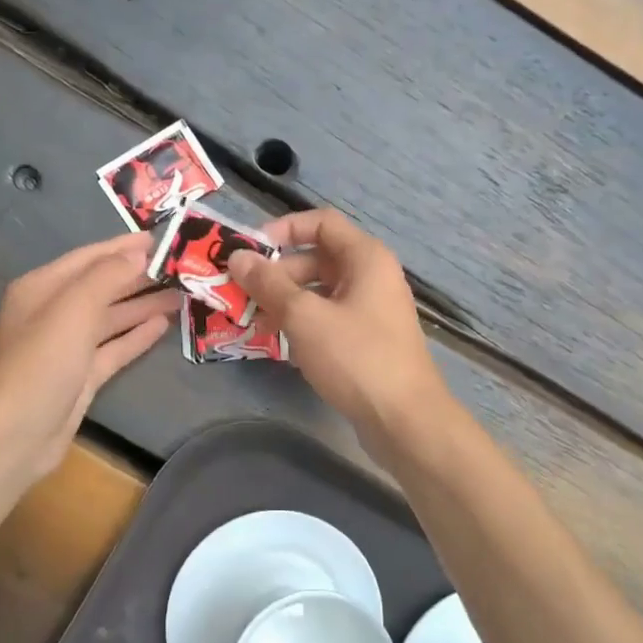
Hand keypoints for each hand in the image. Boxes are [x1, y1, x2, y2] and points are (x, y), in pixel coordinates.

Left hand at [0, 233, 180, 480]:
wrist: (17, 434)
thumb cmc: (42, 363)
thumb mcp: (73, 309)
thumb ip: (107, 276)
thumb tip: (138, 253)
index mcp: (42, 288)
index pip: (89, 258)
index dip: (124, 247)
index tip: (162, 239)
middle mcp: (54, 312)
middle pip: (103, 286)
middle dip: (139, 276)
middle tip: (181, 267)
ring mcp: (68, 346)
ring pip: (112, 317)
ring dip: (143, 305)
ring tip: (181, 294)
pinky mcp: (82, 375)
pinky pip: (114, 347)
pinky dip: (137, 335)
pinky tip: (163, 325)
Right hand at [228, 210, 449, 451]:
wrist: (404, 420)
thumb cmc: (356, 357)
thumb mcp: (304, 317)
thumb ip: (268, 284)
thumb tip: (237, 257)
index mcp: (366, 257)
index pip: (321, 222)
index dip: (283, 230)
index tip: (250, 253)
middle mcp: (372, 276)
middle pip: (317, 258)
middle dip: (278, 274)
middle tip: (242, 295)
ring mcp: (372, 310)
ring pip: (320, 292)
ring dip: (285, 302)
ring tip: (253, 322)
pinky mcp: (368, 340)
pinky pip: (329, 319)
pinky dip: (303, 325)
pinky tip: (279, 345)